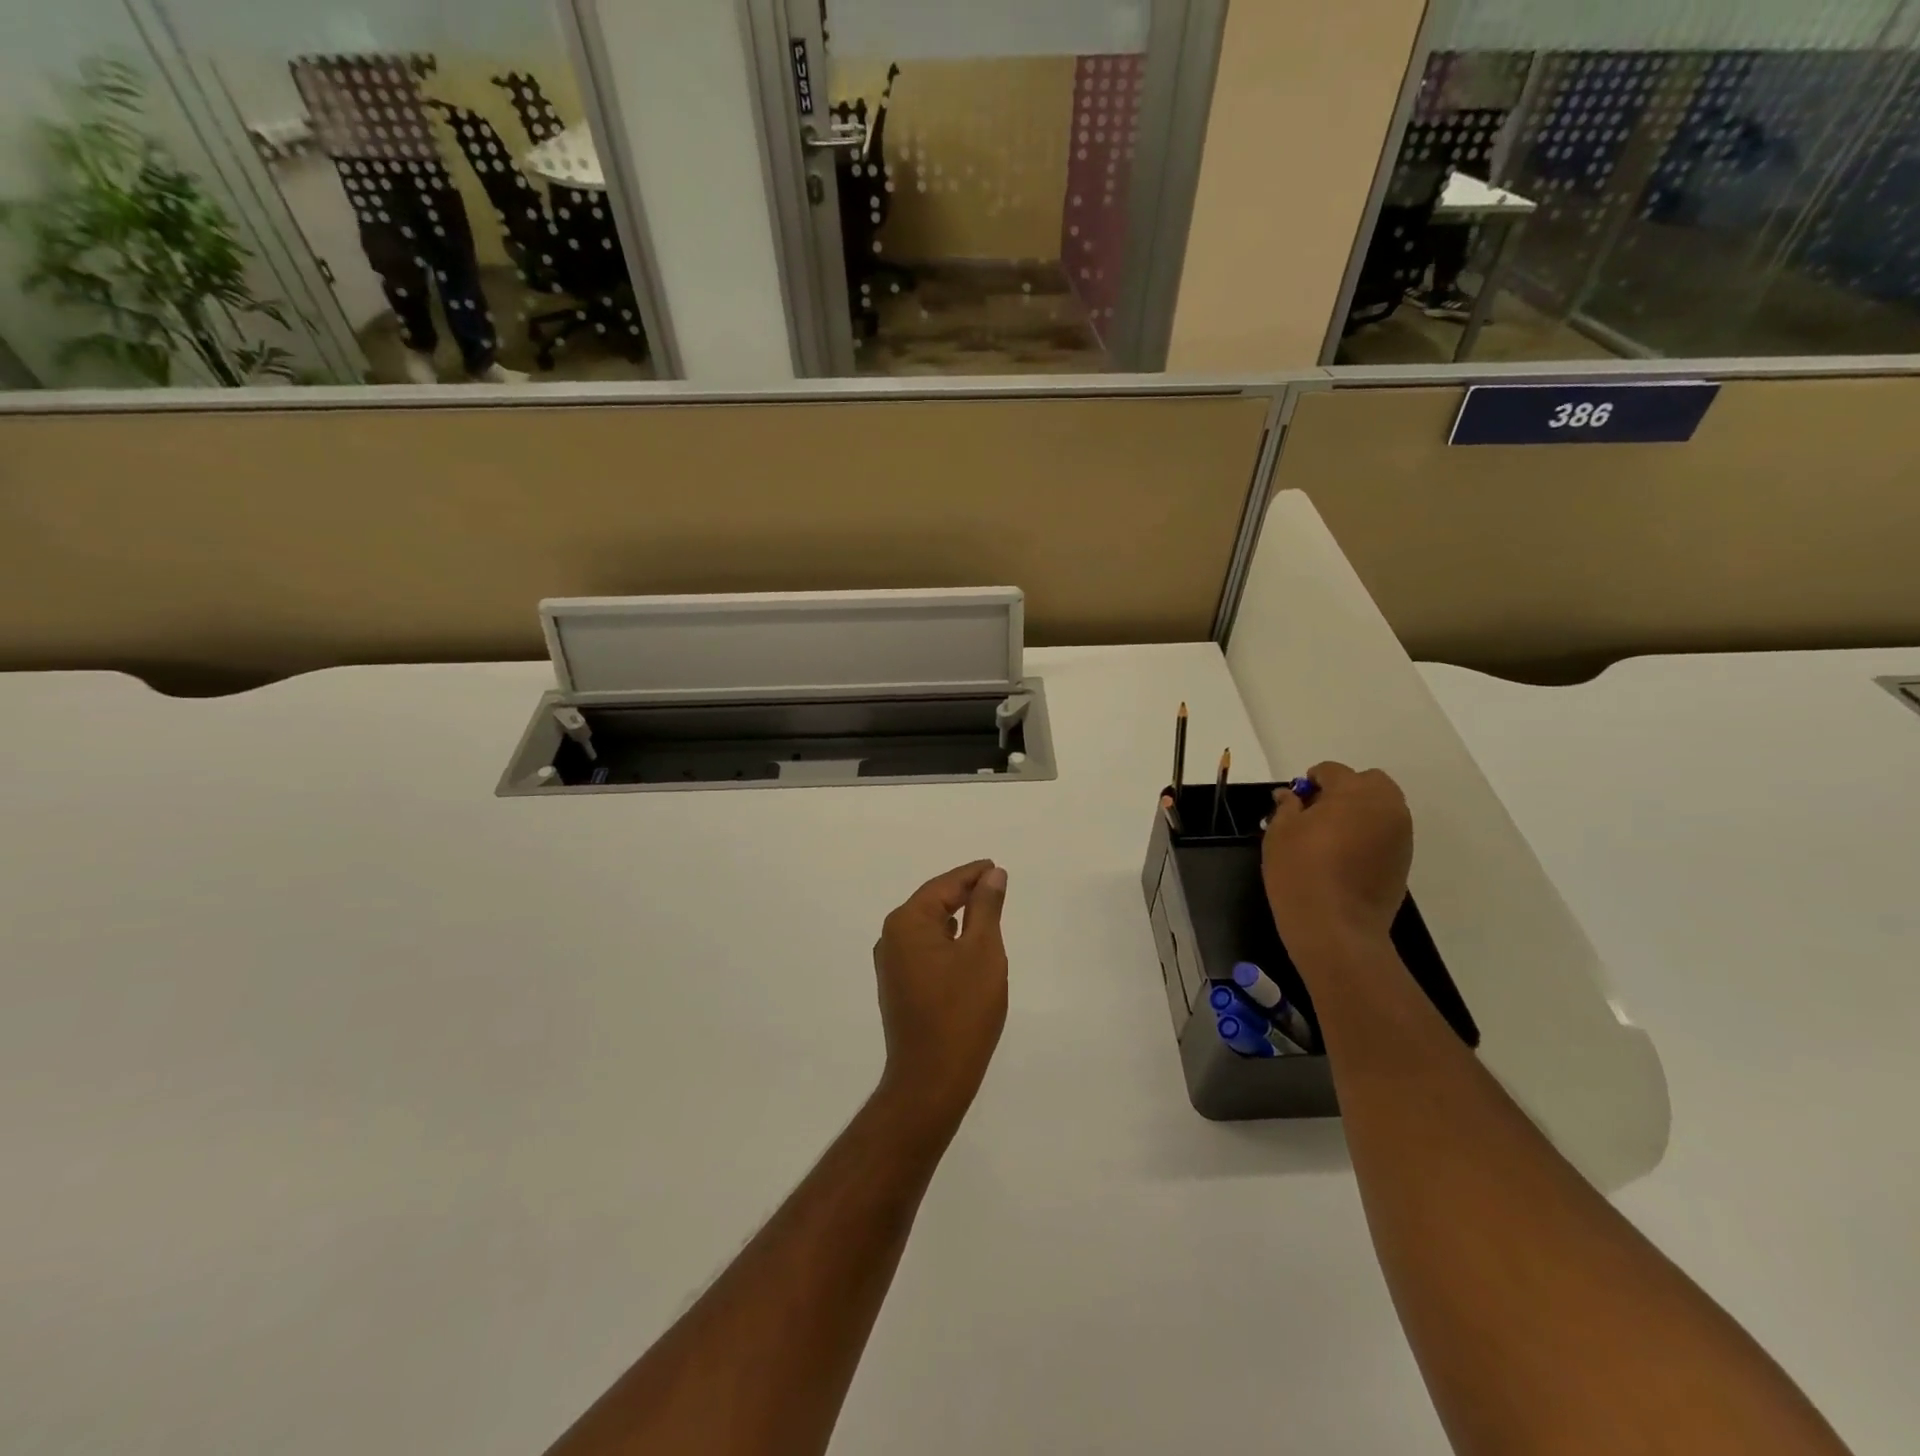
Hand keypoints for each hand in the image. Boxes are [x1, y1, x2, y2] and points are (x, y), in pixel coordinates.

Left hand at [872, 861, 1009, 1135]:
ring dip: (955, 916)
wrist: (931, 1079)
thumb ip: (986, 908)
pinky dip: (946, 940)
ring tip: (985, 910)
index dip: (972, 874)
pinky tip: (964, 945)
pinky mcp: (897, 986)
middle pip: (932, 902)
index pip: (944, 885)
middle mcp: (891, 937)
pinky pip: (924, 948)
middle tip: (995, 884)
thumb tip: (992, 875)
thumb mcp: (983, 952)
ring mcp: (891, 964)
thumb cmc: (962, 1010)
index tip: (996, 867)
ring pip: (928, 926)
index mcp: (907, 922)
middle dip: (963, 892)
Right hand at [1262, 762, 1412, 955]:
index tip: (1294, 802)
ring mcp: (1401, 834)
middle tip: (1316, 814)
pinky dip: (1369, 834)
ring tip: (1331, 837)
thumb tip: (1290, 796)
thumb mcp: (1280, 834)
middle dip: (1344, 790)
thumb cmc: (1301, 872)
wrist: (1336, 928)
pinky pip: (1386, 832)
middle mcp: (1386, 806)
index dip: (1310, 781)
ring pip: (1381, 807)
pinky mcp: (1404, 860)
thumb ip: (1287, 807)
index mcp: (1354, 792)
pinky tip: (1346, 857)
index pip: (1332, 771)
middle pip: (1368, 782)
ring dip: (1359, 812)